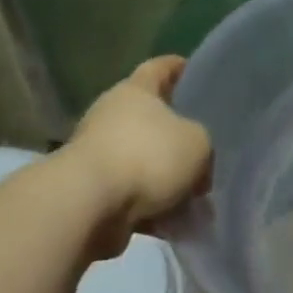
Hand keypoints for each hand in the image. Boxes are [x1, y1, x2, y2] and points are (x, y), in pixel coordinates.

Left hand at [66, 56, 211, 254]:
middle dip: (178, 138)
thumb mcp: (198, 144)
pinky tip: (176, 225)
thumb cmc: (147, 156)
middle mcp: (113, 116)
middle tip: (205, 151)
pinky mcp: (92, 192)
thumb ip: (203, 147)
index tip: (194, 71)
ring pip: (144, 163)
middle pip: (152, 120)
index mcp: (135, 91)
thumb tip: (197, 170)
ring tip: (197, 202)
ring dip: (168, 182)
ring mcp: (99, 154)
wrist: (88, 205)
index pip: (159, 67)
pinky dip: (153, 208)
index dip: (178, 67)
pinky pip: (133, 196)